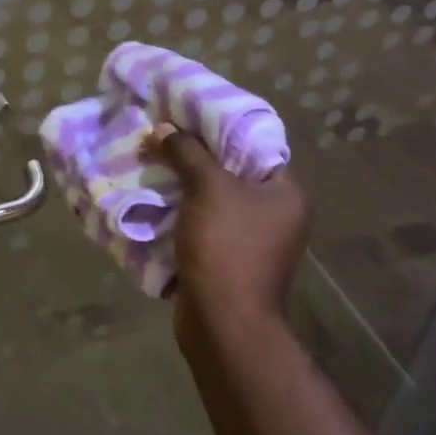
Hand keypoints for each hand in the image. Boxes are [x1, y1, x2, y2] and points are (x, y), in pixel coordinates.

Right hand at [147, 124, 310, 335]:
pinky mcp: (227, 257)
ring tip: (150, 157)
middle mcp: (275, 213)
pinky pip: (201, 219)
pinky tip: (153, 192)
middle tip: (162, 132)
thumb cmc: (227, 247)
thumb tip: (164, 128)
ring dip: (182, 180)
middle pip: (230, 169)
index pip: (254, 144)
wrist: (222, 322)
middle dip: (193, 153)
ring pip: (211, 195)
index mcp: (285, 193)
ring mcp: (251, 238)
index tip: (186, 112)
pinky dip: (180, 207)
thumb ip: (187, 152)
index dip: (219, 126)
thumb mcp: (207, 188)